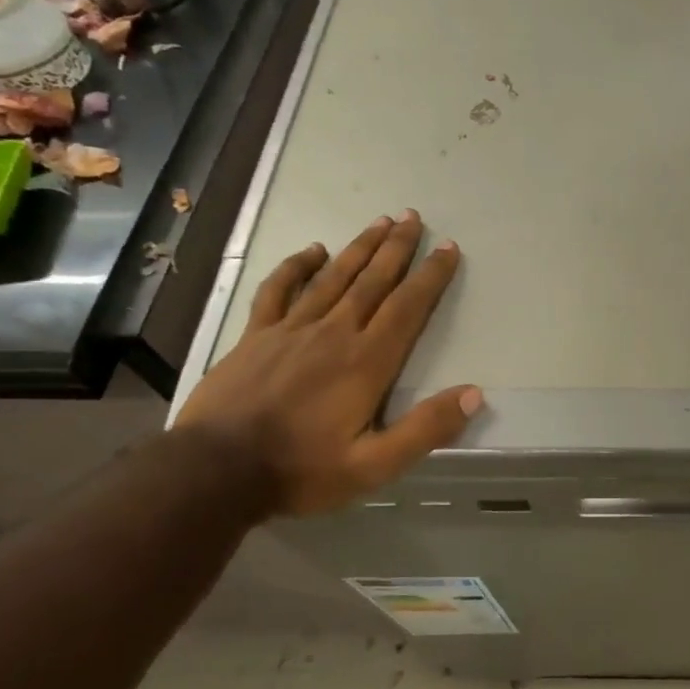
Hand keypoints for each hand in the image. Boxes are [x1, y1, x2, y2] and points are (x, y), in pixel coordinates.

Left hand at [174, 211, 480, 517]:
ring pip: (334, 277)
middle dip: (398, 248)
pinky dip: (296, 266)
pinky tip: (311, 250)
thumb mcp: (375, 465)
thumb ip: (426, 429)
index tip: (448, 248)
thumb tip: (475, 394)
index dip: (432, 276)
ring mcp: (292, 329)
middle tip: (414, 217)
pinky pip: (279, 290)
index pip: (408, 307)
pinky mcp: (257, 335)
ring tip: (381, 221)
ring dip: (360, 248)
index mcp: (367, 362)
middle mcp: (335, 333)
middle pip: (373, 281)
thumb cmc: (301, 469)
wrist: (215, 471)